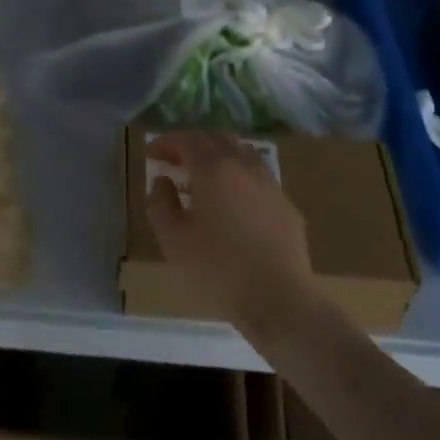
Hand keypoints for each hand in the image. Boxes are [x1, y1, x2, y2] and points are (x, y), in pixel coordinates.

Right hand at [146, 131, 316, 334]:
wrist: (279, 299)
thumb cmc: (218, 269)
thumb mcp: (173, 239)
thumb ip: (161, 203)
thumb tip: (163, 180)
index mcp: (214, 169)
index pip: (187, 140)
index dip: (167, 142)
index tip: (152, 153)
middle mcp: (244, 166)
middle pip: (217, 139)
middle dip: (193, 144)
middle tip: (175, 161)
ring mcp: (270, 185)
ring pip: (243, 154)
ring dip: (219, 157)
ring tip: (205, 178)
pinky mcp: (287, 206)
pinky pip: (259, 178)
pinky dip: (240, 178)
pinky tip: (234, 203)